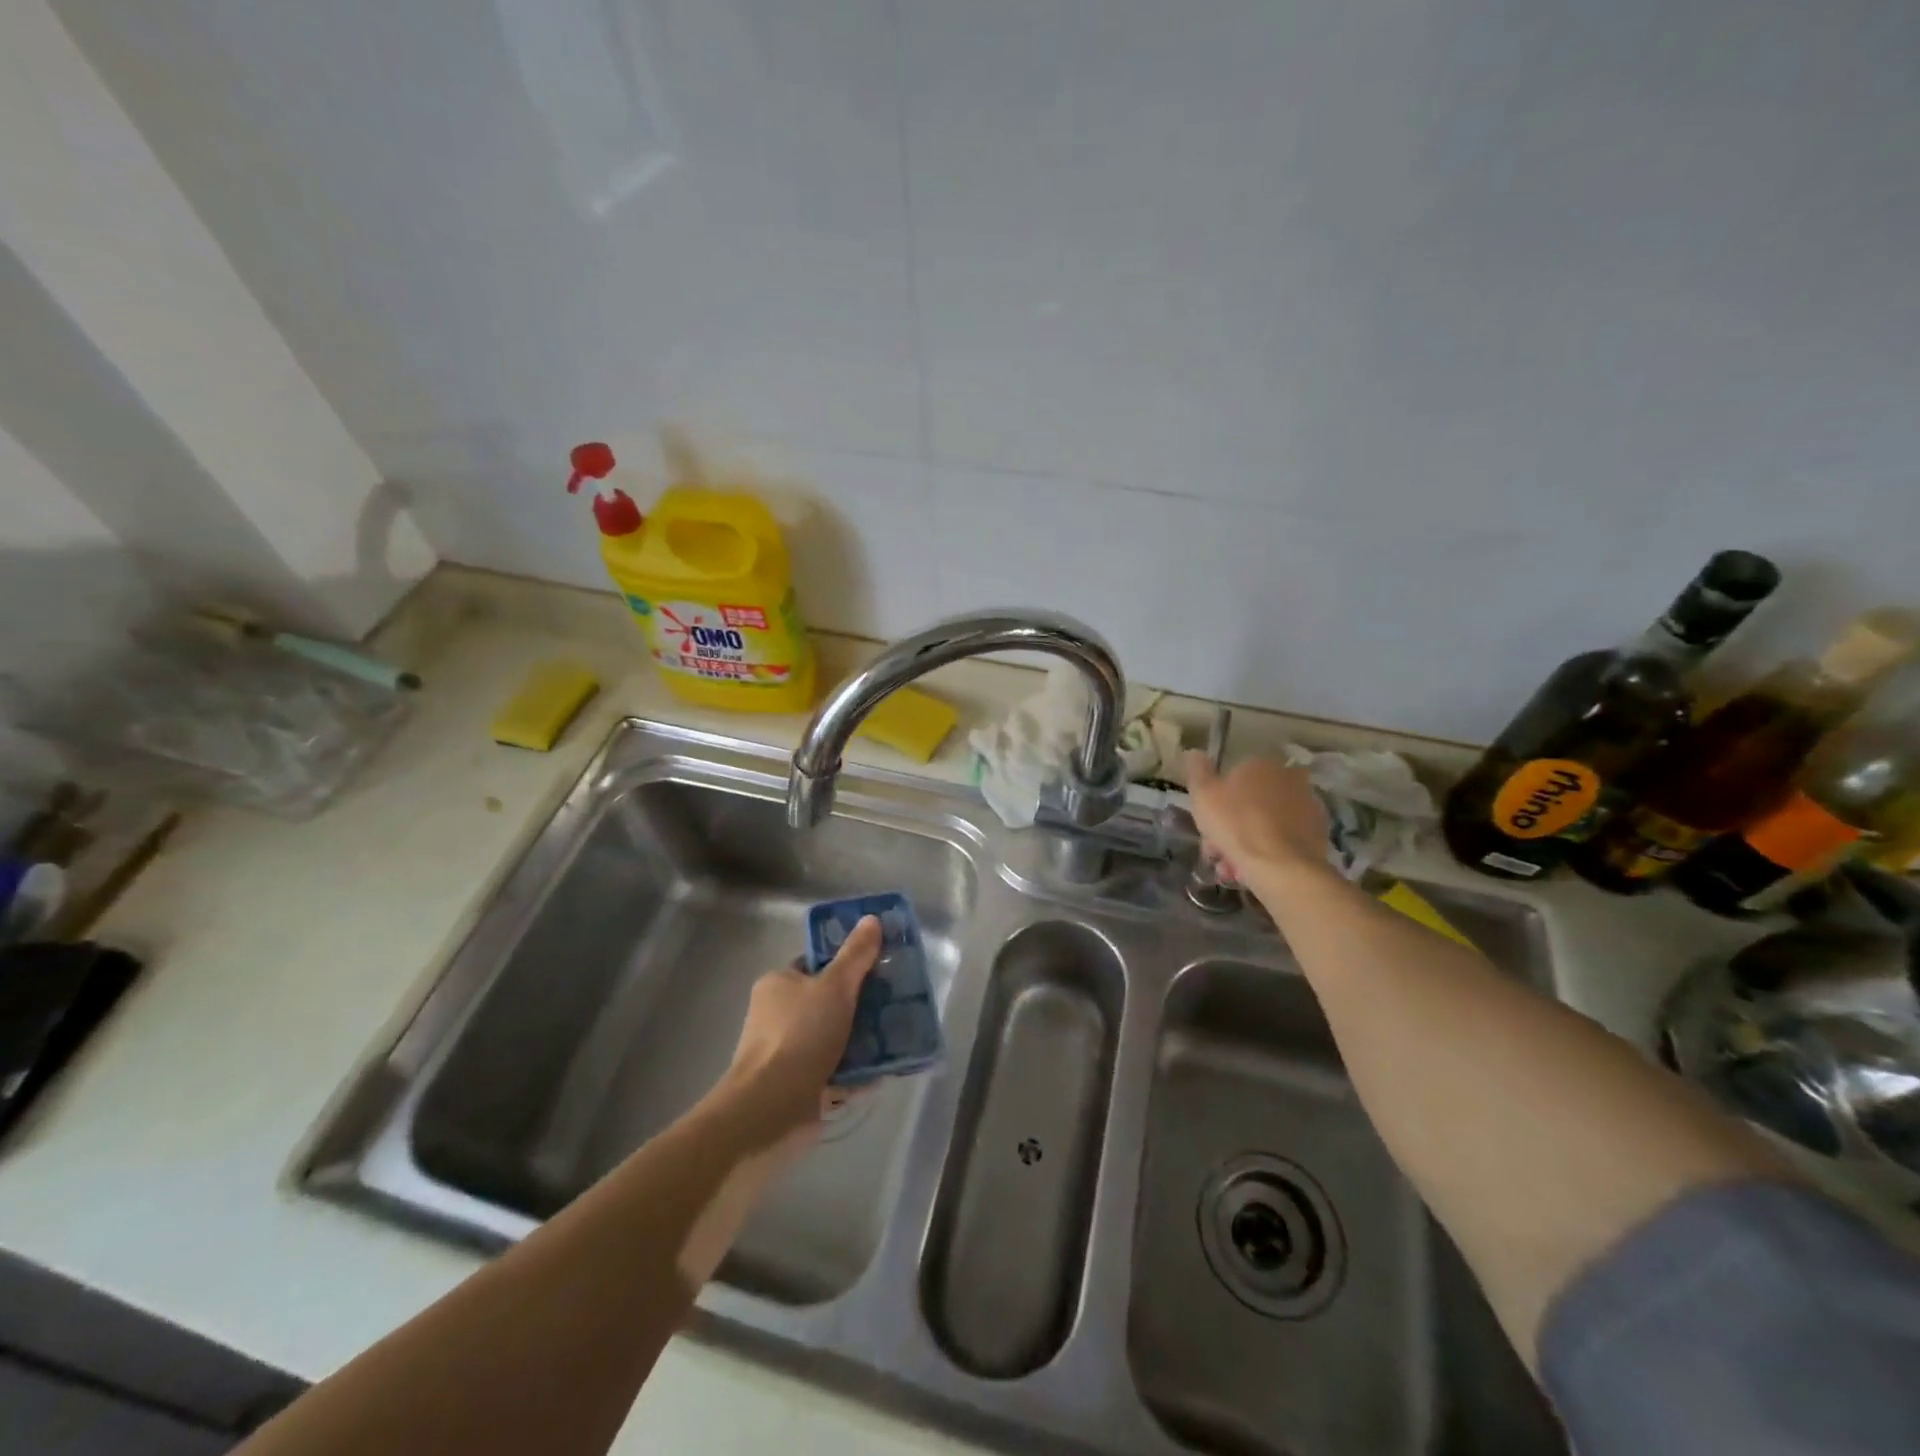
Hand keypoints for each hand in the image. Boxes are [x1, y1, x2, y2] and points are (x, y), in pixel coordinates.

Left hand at [722, 915, 881, 1147]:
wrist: (770, 1110)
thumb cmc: (800, 1036)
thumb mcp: (834, 986)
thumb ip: (855, 955)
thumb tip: (872, 918)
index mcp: (779, 984)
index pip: (816, 964)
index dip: (847, 963)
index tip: (880, 967)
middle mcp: (779, 1015)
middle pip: (829, 1001)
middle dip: (862, 1004)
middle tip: (896, 1003)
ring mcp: (788, 1052)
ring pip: (835, 1036)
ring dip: (863, 1039)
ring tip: (897, 1036)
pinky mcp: (800, 1084)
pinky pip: (836, 1069)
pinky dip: (857, 1071)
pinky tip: (884, 1070)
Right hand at [1185, 750, 1331, 881]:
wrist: (1281, 867)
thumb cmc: (1236, 825)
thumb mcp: (1203, 795)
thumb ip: (1197, 770)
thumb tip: (1195, 752)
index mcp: (1260, 764)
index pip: (1233, 778)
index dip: (1217, 802)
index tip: (1207, 824)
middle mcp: (1288, 778)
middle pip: (1250, 802)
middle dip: (1231, 826)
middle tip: (1217, 851)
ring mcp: (1307, 805)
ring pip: (1266, 823)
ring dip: (1247, 842)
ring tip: (1233, 869)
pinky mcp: (1319, 832)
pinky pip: (1284, 839)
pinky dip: (1269, 852)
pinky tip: (1254, 871)